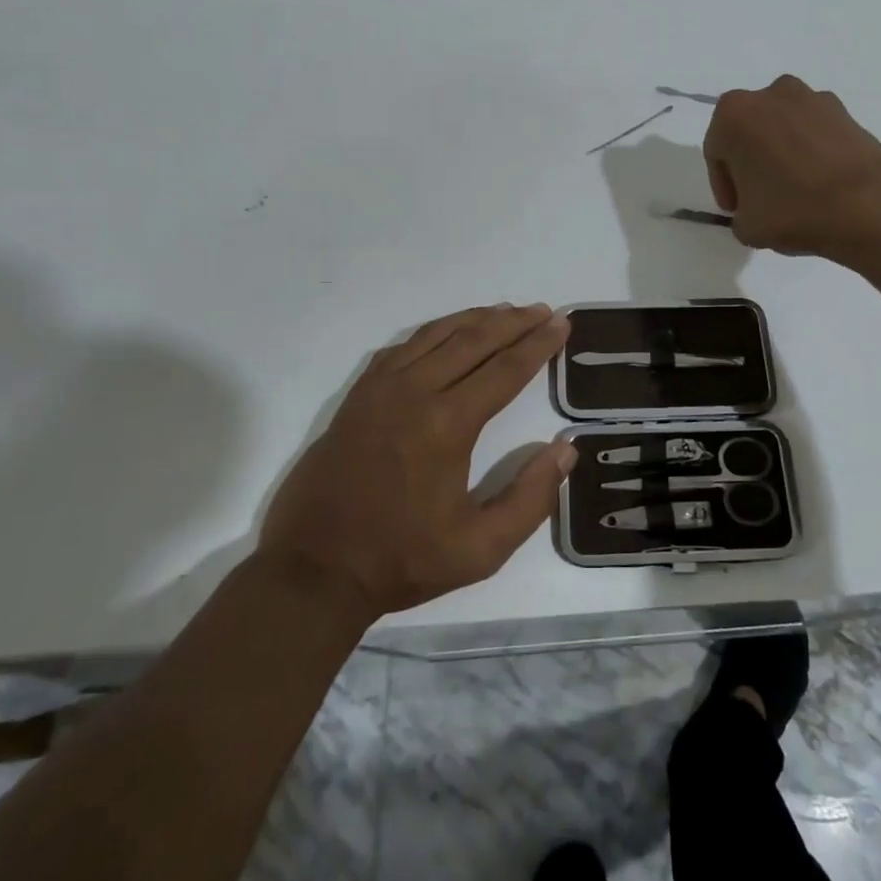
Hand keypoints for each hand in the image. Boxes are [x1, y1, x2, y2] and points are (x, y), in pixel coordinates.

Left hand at [255, 304, 574, 620]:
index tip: (561, 324)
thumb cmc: (403, 560)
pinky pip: (402, 347)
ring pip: (436, 335)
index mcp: (448, 424)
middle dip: (514, 322)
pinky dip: (432, 332)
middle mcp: (415, 392)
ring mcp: (381, 389)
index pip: (505, 369)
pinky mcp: (358, 396)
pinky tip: (446, 333)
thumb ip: (531, 499)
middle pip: (473, 340)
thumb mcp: (481, 550)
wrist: (315, 570)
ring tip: (505, 310)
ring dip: (475, 318)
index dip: (538, 344)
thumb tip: (565, 449)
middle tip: (543, 310)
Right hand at [704, 75, 880, 259]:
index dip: (724, 185)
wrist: (869, 204)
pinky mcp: (846, 111)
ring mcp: (812, 98)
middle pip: (750, 132)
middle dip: (752, 162)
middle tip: (762, 197)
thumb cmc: (793, 209)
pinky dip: (813, 152)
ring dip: (783, 153)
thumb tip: (756, 209)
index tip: (737, 210)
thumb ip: (740, 214)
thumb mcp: (746, 226)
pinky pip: (815, 132)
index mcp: (733, 114)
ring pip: (784, 128)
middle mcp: (770, 94)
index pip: (716, 152)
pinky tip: (822, 184)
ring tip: (796, 191)